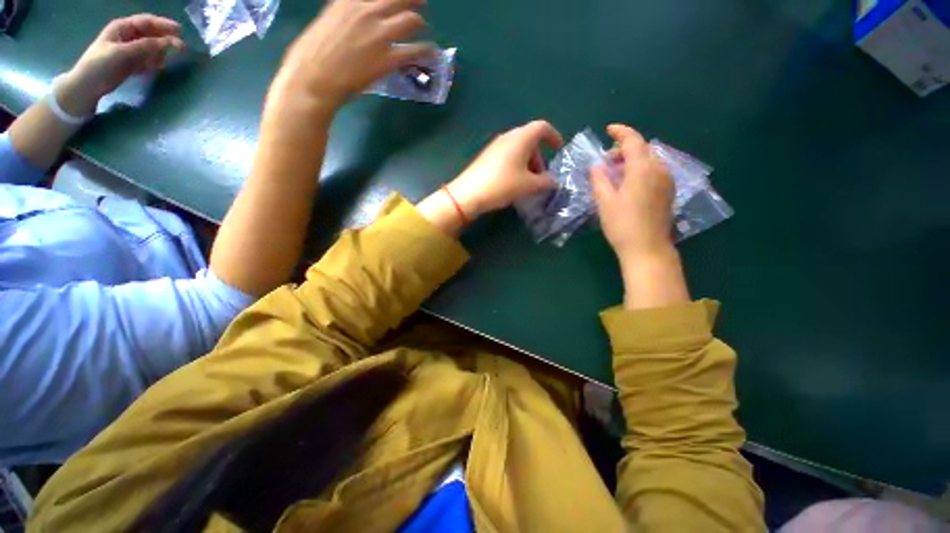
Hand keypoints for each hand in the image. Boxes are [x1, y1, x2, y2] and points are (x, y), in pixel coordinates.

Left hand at [59, 15, 184, 114]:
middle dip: (165, 39)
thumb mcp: (122, 52)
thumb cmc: (100, 65)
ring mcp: (130, 50)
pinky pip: (148, 59)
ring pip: (151, 47)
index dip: (163, 25)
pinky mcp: (131, 63)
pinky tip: (158, 68)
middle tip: (182, 47)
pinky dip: (155, 62)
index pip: (147, 22)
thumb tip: (168, 42)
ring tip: (165, 61)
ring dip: (161, 53)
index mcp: (123, 27)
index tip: (180, 31)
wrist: (87, 86)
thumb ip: (145, 46)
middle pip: (151, 34)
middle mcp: (127, 36)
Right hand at [275, 0, 433, 110]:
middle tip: (420, 2)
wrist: (315, 78)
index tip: (398, 0)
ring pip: (412, 20)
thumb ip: (346, 16)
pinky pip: (416, 51)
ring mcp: (379, 34)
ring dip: (419, 23)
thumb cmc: (312, 54)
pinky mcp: (388, 58)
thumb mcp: (328, 22)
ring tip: (423, 27)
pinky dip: (427, 51)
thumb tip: (356, 20)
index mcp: (348, 0)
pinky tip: (431, 54)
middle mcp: (366, 10)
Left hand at [446, 120, 563, 218]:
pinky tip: (513, 183)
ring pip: (518, 149)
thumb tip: (554, 182)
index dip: (553, 136)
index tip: (558, 150)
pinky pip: (507, 156)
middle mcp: (508, 137)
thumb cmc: (503, 185)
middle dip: (539, 157)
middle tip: (540, 177)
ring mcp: (495, 146)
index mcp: (521, 138)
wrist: (469, 194)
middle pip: (530, 140)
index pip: (542, 127)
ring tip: (527, 184)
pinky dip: (516, 166)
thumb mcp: (529, 185)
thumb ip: (545, 182)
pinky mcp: (486, 157)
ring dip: (527, 164)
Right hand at [590, 124, 675, 262]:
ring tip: (615, 174)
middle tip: (606, 162)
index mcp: (643, 169)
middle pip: (643, 149)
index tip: (608, 129)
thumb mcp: (604, 201)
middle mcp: (659, 169)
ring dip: (632, 160)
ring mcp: (667, 181)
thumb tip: (596, 166)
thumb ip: (599, 180)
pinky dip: (640, 170)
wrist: (647, 249)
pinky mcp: (669, 192)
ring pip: (650, 160)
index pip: (633, 140)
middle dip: (624, 149)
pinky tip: (629, 184)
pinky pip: (655, 171)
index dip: (621, 132)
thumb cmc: (622, 225)